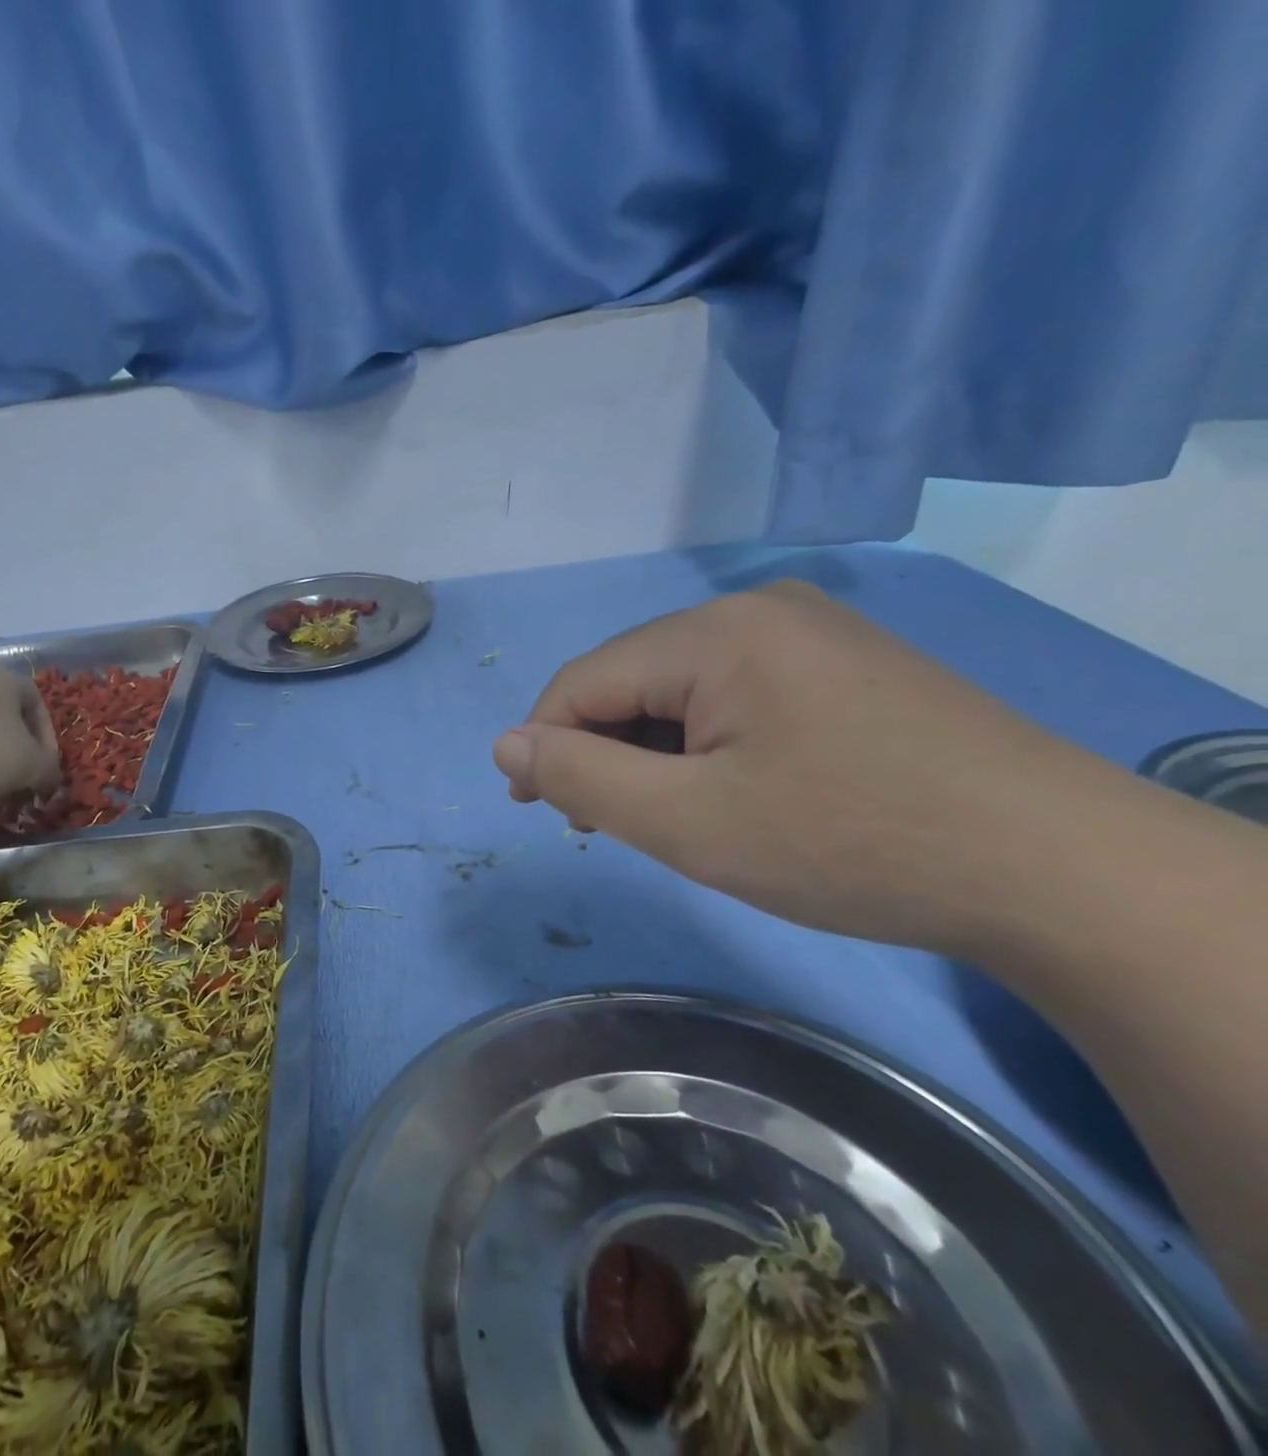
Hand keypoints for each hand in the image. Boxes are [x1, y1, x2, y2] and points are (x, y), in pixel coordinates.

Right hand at [493, 581, 1111, 956]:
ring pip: (680, 688)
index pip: (584, 680)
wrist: (1059, 871)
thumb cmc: (851, 844)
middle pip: (633, 679)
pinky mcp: (840, 663)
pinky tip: (723, 787)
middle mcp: (757, 609)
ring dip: (651, 750)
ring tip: (666, 815)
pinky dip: (703, 742)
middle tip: (605, 825)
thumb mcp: (690, 824)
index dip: (543, 742)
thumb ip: (582, 778)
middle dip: (602, 750)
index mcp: (716, 632)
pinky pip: (733, 693)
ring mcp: (807, 631)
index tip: (531, 806)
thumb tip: (506, 742)